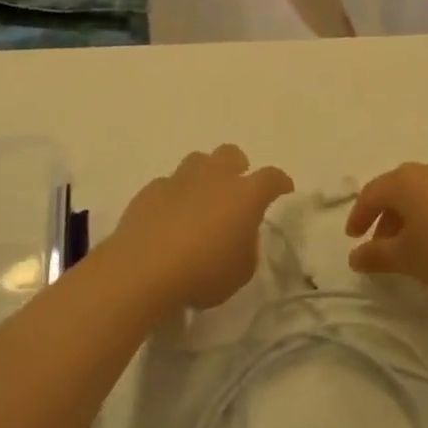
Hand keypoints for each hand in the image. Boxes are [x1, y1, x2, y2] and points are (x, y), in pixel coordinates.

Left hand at [115, 146, 293, 310]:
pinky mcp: (150, 191)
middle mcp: (214, 177)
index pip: (271, 177)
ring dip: (204, 175)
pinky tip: (169, 216)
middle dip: (238, 167)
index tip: (284, 188)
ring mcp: (179, 180)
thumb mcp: (241, 271)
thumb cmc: (203, 273)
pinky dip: (173, 195)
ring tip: (201, 199)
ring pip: (197, 161)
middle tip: (236, 189)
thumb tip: (238, 234)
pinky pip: (167, 184)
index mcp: (245, 195)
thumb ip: (246, 246)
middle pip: (231, 154)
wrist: (142, 270)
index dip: (280, 182)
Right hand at [345, 161, 427, 296]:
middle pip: (395, 191)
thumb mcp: (407, 259)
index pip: (371, 194)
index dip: (358, 217)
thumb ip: (376, 256)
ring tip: (407, 249)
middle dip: (383, 218)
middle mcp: (427, 170)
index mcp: (404, 181)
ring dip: (406, 219)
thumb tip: (355, 256)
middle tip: (378, 246)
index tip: (353, 239)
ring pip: (419, 195)